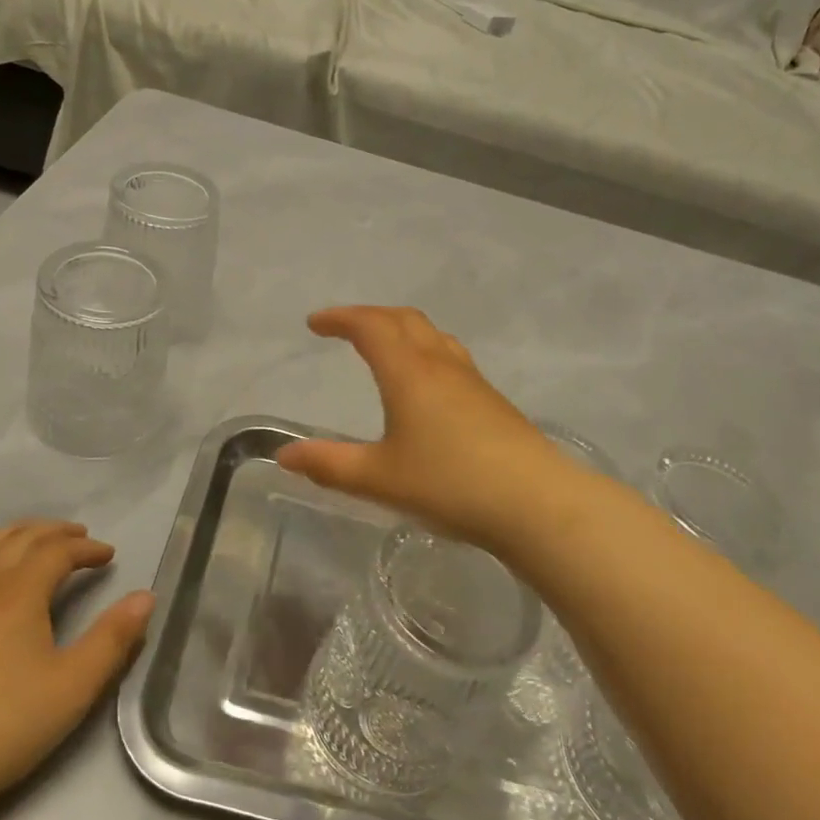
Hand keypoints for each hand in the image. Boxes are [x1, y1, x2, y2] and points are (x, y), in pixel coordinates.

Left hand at [0, 520, 154, 818]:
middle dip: (55, 532)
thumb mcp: (76, 684)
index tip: (108, 557)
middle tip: (79, 538)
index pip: (58, 550)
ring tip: (33, 541)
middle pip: (20, 537)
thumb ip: (114, 637)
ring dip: (14, 534)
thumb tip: (146, 597)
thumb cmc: (8, 725)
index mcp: (19, 591)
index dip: (87, 548)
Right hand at [276, 306, 590, 555]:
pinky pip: (450, 357)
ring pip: (432, 335)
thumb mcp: (379, 479)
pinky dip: (424, 351)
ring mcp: (472, 381)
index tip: (315, 323)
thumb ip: (329, 465)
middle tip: (345, 329)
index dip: (340, 318)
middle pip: (404, 319)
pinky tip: (426, 386)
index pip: (370, 326)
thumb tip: (284, 455)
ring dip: (401, 329)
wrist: (536, 503)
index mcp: (409, 373)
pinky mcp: (492, 401)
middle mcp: (441, 365)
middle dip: (370, 316)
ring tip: (384, 347)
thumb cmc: (450, 484)